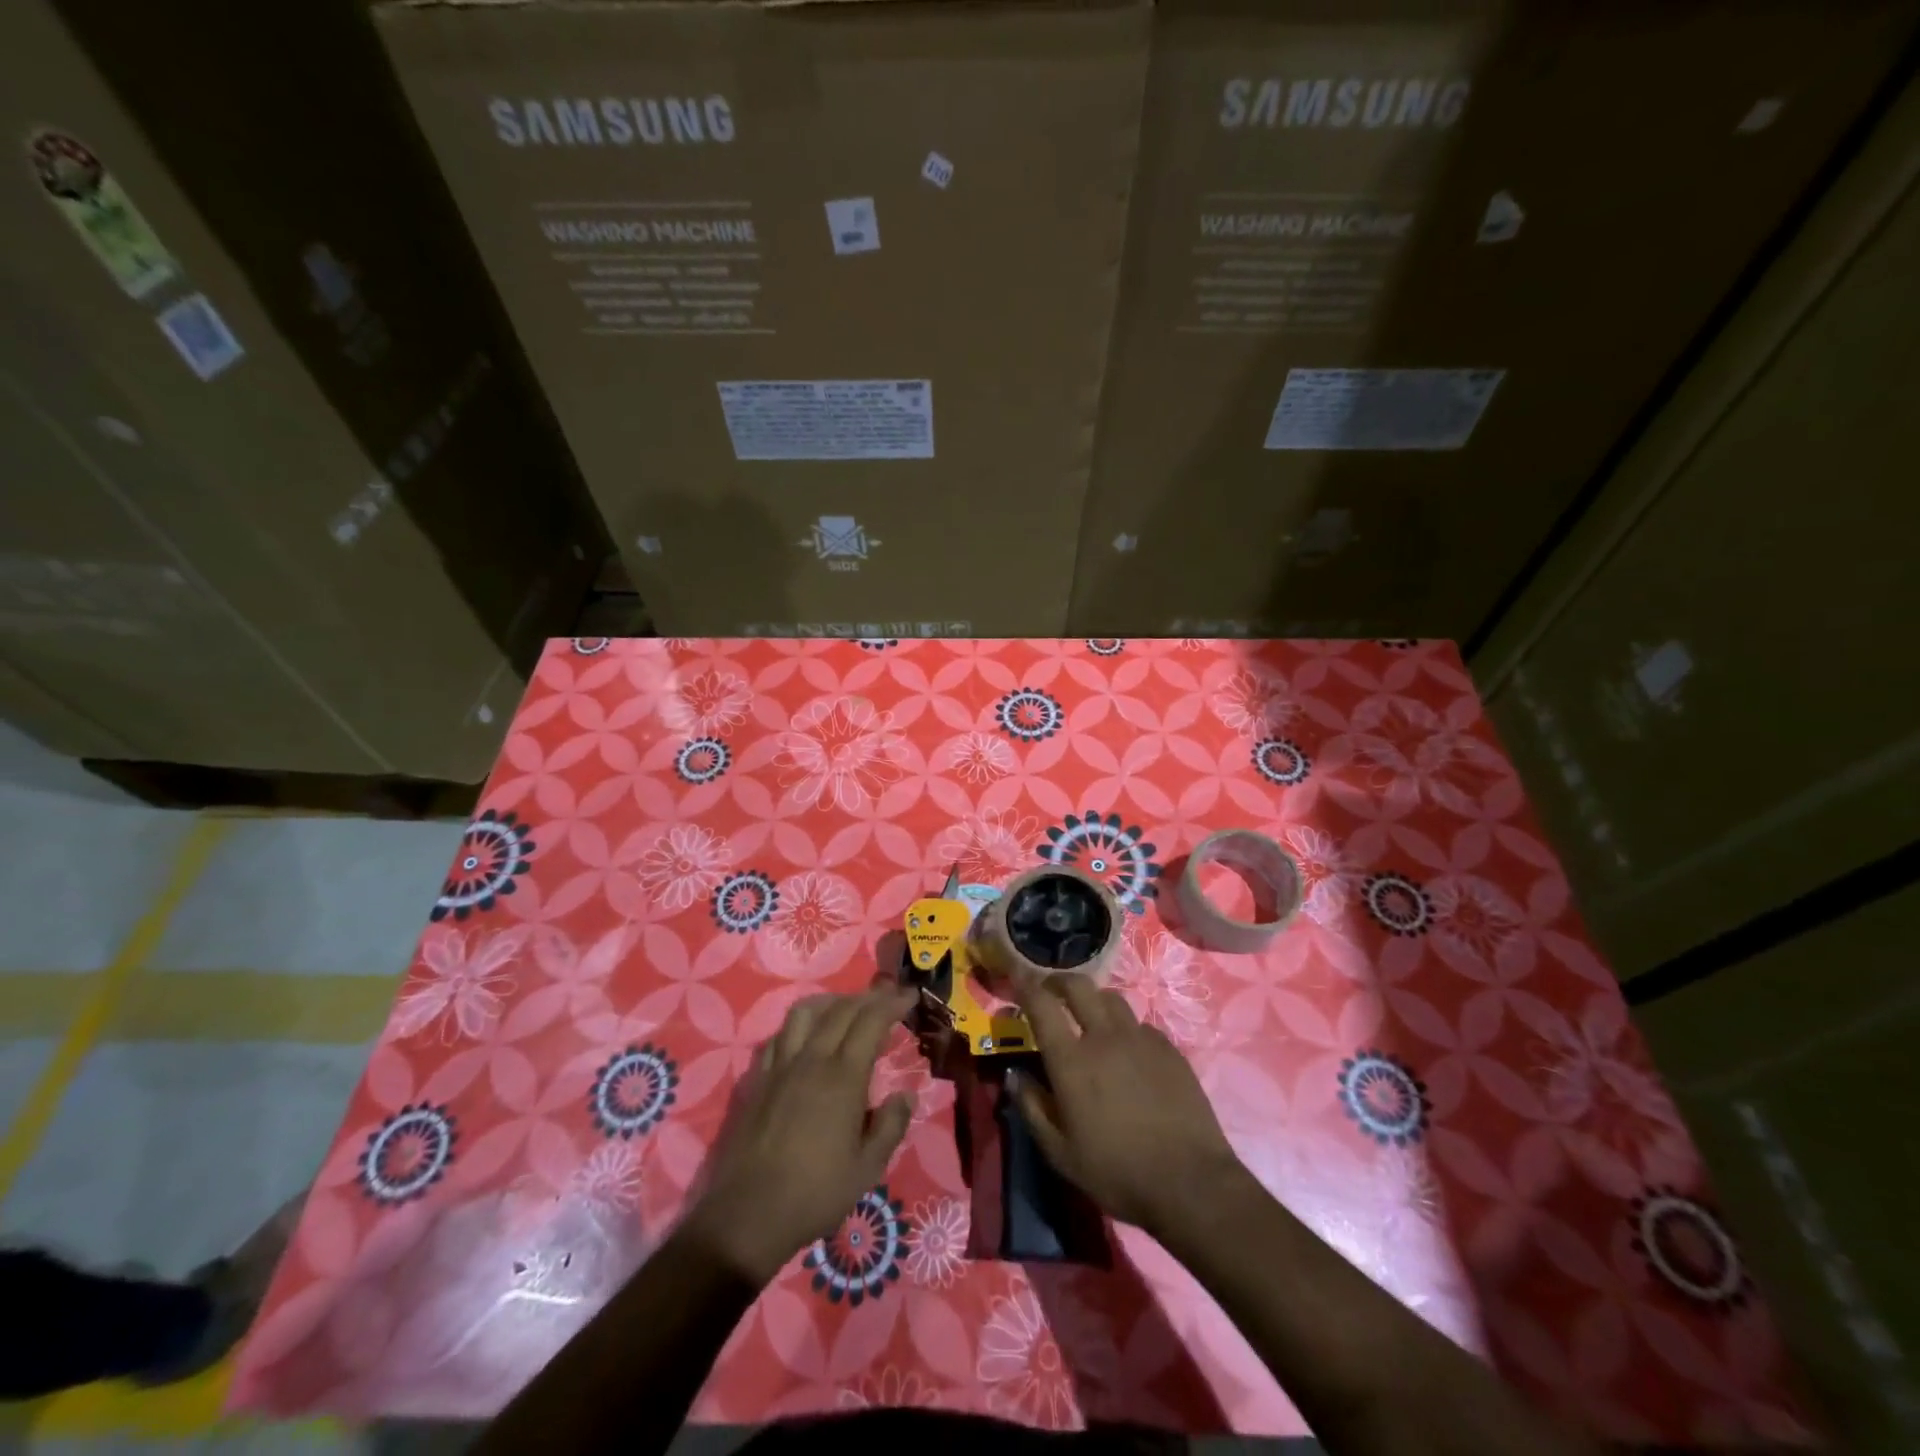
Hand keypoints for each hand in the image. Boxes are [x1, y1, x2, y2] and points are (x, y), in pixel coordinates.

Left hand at [683, 986, 916, 1282]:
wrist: (747, 1215)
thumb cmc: (815, 1194)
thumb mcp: (867, 1169)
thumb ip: (891, 1126)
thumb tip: (906, 1095)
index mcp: (843, 1078)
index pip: (871, 1021)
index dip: (893, 1003)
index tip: (910, 996)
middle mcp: (812, 1060)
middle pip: (841, 1009)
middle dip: (869, 997)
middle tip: (888, 998)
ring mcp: (780, 1066)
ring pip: (805, 1012)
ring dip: (832, 1001)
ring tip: (848, 1008)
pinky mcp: (758, 1079)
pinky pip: (780, 1035)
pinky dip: (801, 1025)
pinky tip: (807, 1038)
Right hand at [1008, 970, 1244, 1241]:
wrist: (1190, 1182)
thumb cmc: (1117, 1172)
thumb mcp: (1060, 1153)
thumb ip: (1032, 1107)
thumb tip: (1013, 1074)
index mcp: (1071, 1060)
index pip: (1041, 1004)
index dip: (1024, 985)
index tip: (1016, 978)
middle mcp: (1104, 1037)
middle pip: (1078, 986)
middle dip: (1059, 981)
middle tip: (1050, 991)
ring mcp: (1140, 1038)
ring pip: (1111, 998)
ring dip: (1093, 1000)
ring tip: (1089, 1017)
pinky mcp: (1169, 1048)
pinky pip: (1139, 1024)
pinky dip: (1124, 1027)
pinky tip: (1127, 1050)